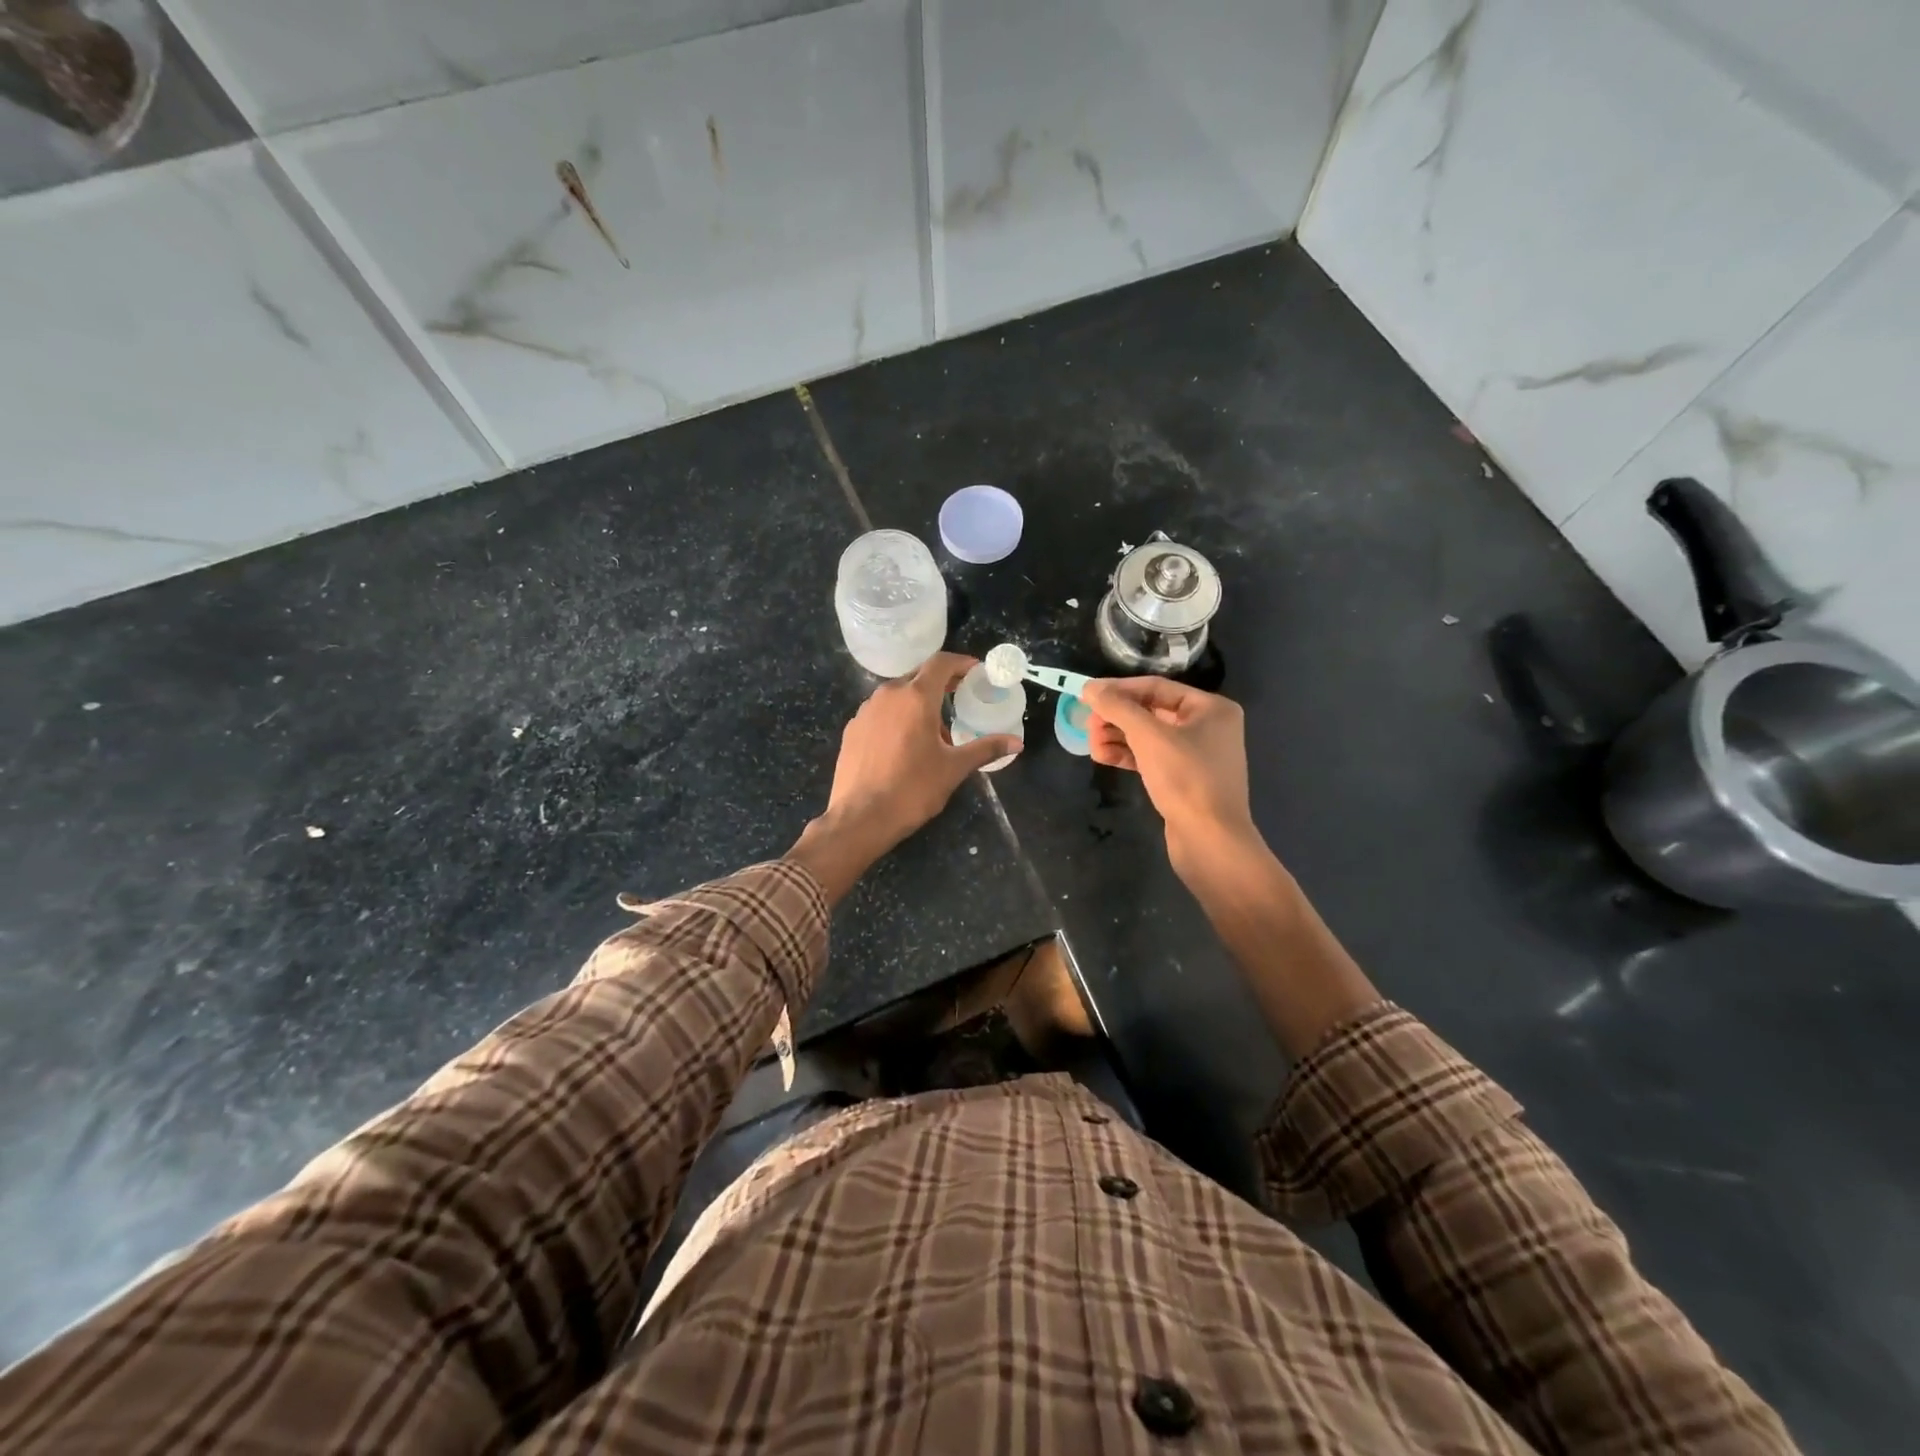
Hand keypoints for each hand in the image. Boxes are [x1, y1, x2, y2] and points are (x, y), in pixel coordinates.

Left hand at [790, 653, 1019, 900]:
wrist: (860, 818)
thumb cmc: (912, 789)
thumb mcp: (954, 768)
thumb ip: (985, 749)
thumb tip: (1017, 743)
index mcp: (916, 697)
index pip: (941, 663)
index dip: (961, 663)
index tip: (976, 672)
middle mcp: (888, 695)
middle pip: (918, 676)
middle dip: (941, 684)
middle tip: (960, 700)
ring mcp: (866, 711)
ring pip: (897, 695)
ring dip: (918, 703)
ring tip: (934, 730)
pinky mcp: (853, 729)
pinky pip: (881, 712)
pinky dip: (898, 717)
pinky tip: (905, 745)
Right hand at [1081, 677, 1257, 868]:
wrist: (1210, 841)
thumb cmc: (1186, 779)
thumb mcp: (1149, 737)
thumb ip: (1118, 707)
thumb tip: (1089, 687)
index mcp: (1210, 708)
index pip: (1156, 687)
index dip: (1118, 689)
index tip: (1086, 694)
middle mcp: (1207, 727)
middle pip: (1150, 711)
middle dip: (1116, 717)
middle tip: (1088, 725)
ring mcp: (1195, 755)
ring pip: (1147, 736)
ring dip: (1117, 736)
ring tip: (1091, 745)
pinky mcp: (1182, 779)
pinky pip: (1150, 757)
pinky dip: (1127, 755)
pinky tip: (1102, 757)